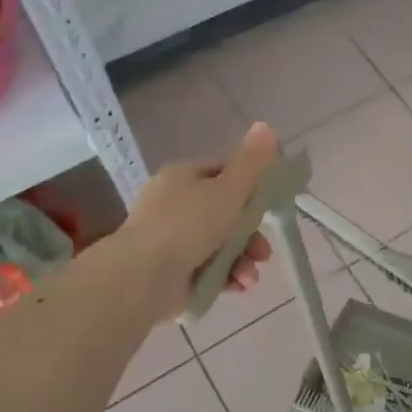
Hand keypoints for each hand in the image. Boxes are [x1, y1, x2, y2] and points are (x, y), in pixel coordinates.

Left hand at [120, 122, 279, 318]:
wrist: (142, 276)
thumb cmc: (188, 224)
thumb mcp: (229, 189)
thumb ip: (252, 162)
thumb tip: (267, 125)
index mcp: (183, 176)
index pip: (224, 173)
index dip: (250, 188)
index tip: (268, 207)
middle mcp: (174, 204)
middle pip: (226, 213)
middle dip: (251, 235)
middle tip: (263, 252)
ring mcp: (170, 239)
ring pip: (220, 244)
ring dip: (242, 260)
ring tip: (249, 277)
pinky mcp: (171, 270)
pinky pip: (208, 269)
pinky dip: (226, 277)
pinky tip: (238, 286)